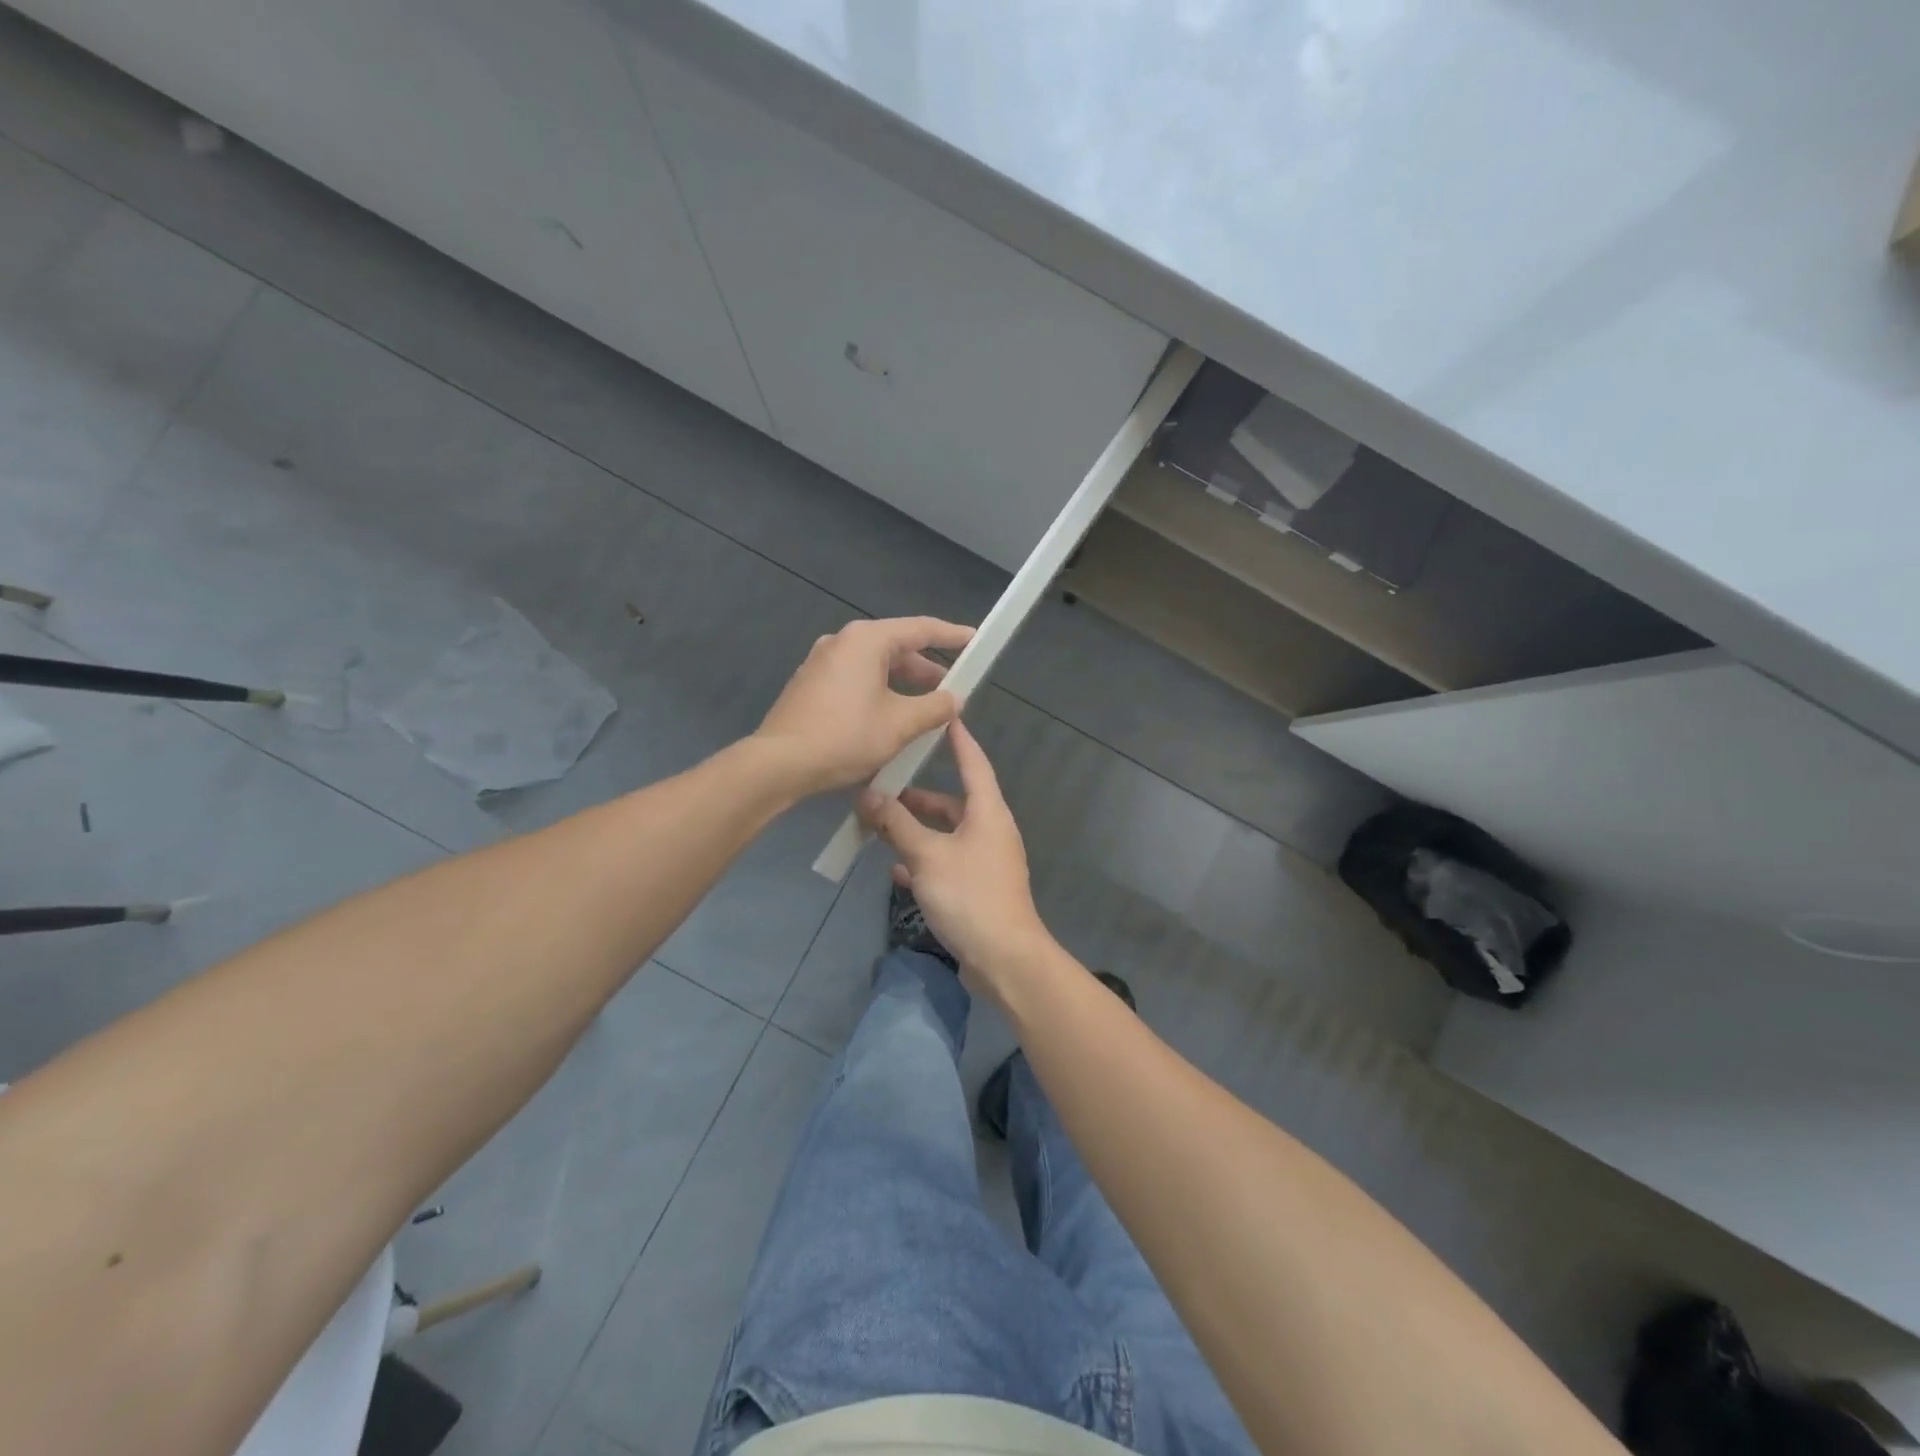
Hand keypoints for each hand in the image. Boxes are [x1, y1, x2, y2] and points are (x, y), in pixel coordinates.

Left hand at [754, 617, 973, 794]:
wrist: (780, 763)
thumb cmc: (845, 736)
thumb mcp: (900, 724)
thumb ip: (934, 707)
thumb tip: (954, 699)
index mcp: (866, 640)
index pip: (920, 629)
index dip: (951, 635)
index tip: (974, 640)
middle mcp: (842, 642)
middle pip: (895, 646)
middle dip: (926, 668)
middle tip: (952, 688)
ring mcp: (821, 662)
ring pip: (874, 666)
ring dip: (903, 684)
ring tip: (925, 709)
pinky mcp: (810, 685)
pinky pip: (855, 679)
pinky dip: (879, 691)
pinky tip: (889, 718)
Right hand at [858, 719, 1051, 986]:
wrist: (1004, 959)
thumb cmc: (969, 896)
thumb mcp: (927, 856)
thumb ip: (897, 825)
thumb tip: (869, 796)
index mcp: (988, 812)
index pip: (973, 763)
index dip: (958, 739)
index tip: (944, 716)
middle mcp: (990, 831)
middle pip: (953, 802)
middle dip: (919, 798)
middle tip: (884, 788)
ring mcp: (985, 861)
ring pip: (946, 835)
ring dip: (917, 831)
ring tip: (881, 827)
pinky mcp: (977, 888)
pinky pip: (946, 863)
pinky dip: (923, 860)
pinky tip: (896, 868)